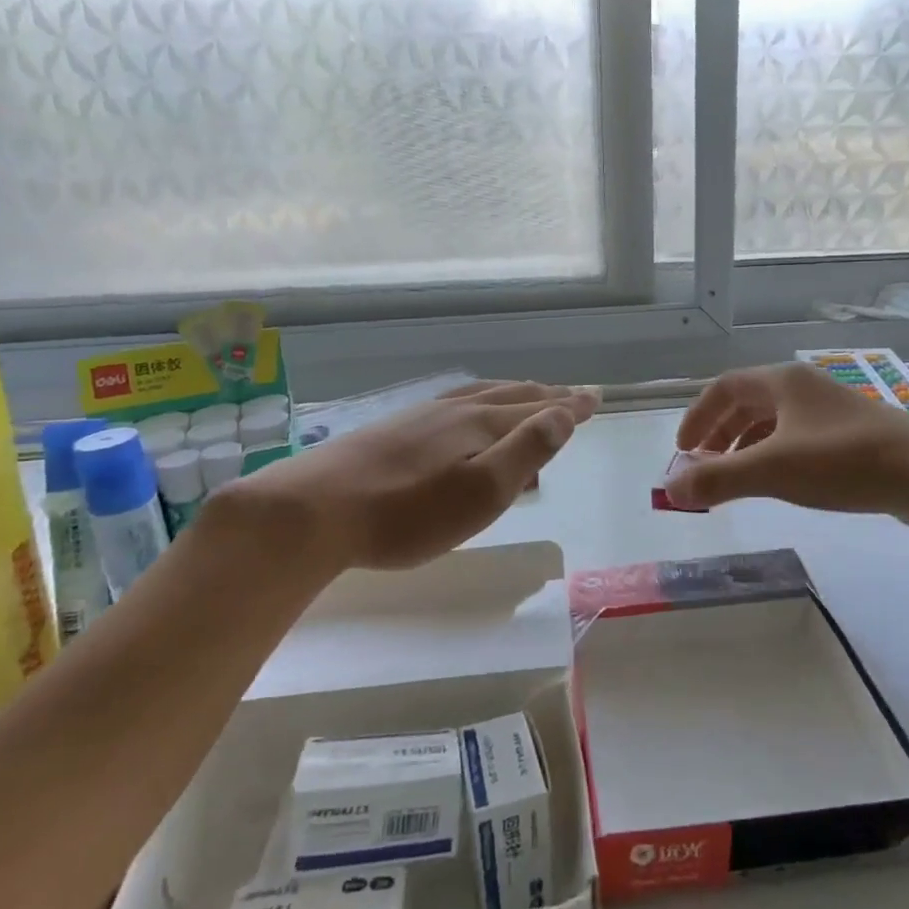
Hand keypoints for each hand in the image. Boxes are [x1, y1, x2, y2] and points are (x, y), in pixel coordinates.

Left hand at [220, 381, 597, 574]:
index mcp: (479, 425)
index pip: (537, 409)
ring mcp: (419, 416)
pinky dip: (477, 401)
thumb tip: (563, 415)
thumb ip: (525, 451)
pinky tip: (463, 412)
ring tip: (527, 395)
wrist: (312, 511)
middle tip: (571, 395)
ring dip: (512, 395)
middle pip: (510, 396)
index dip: (569, 405)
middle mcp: (453, 411)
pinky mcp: (392, 428)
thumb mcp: (480, 492)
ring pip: (479, 395)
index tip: (596, 397)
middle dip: (545, 395)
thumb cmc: (406, 514)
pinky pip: (452, 403)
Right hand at [666, 363, 908, 527]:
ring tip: (736, 477)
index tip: (683, 451)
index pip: (724, 387)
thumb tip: (670, 490)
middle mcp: (805, 387)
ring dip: (746, 445)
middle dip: (720, 433)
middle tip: (704, 466)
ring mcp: (832, 409)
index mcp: (783, 382)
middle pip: (748, 402)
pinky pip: (799, 437)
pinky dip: (776, 454)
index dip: (698, 417)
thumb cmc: (844, 463)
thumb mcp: (773, 470)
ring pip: (775, 420)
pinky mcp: (852, 434)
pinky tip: (781, 481)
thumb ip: (718, 478)